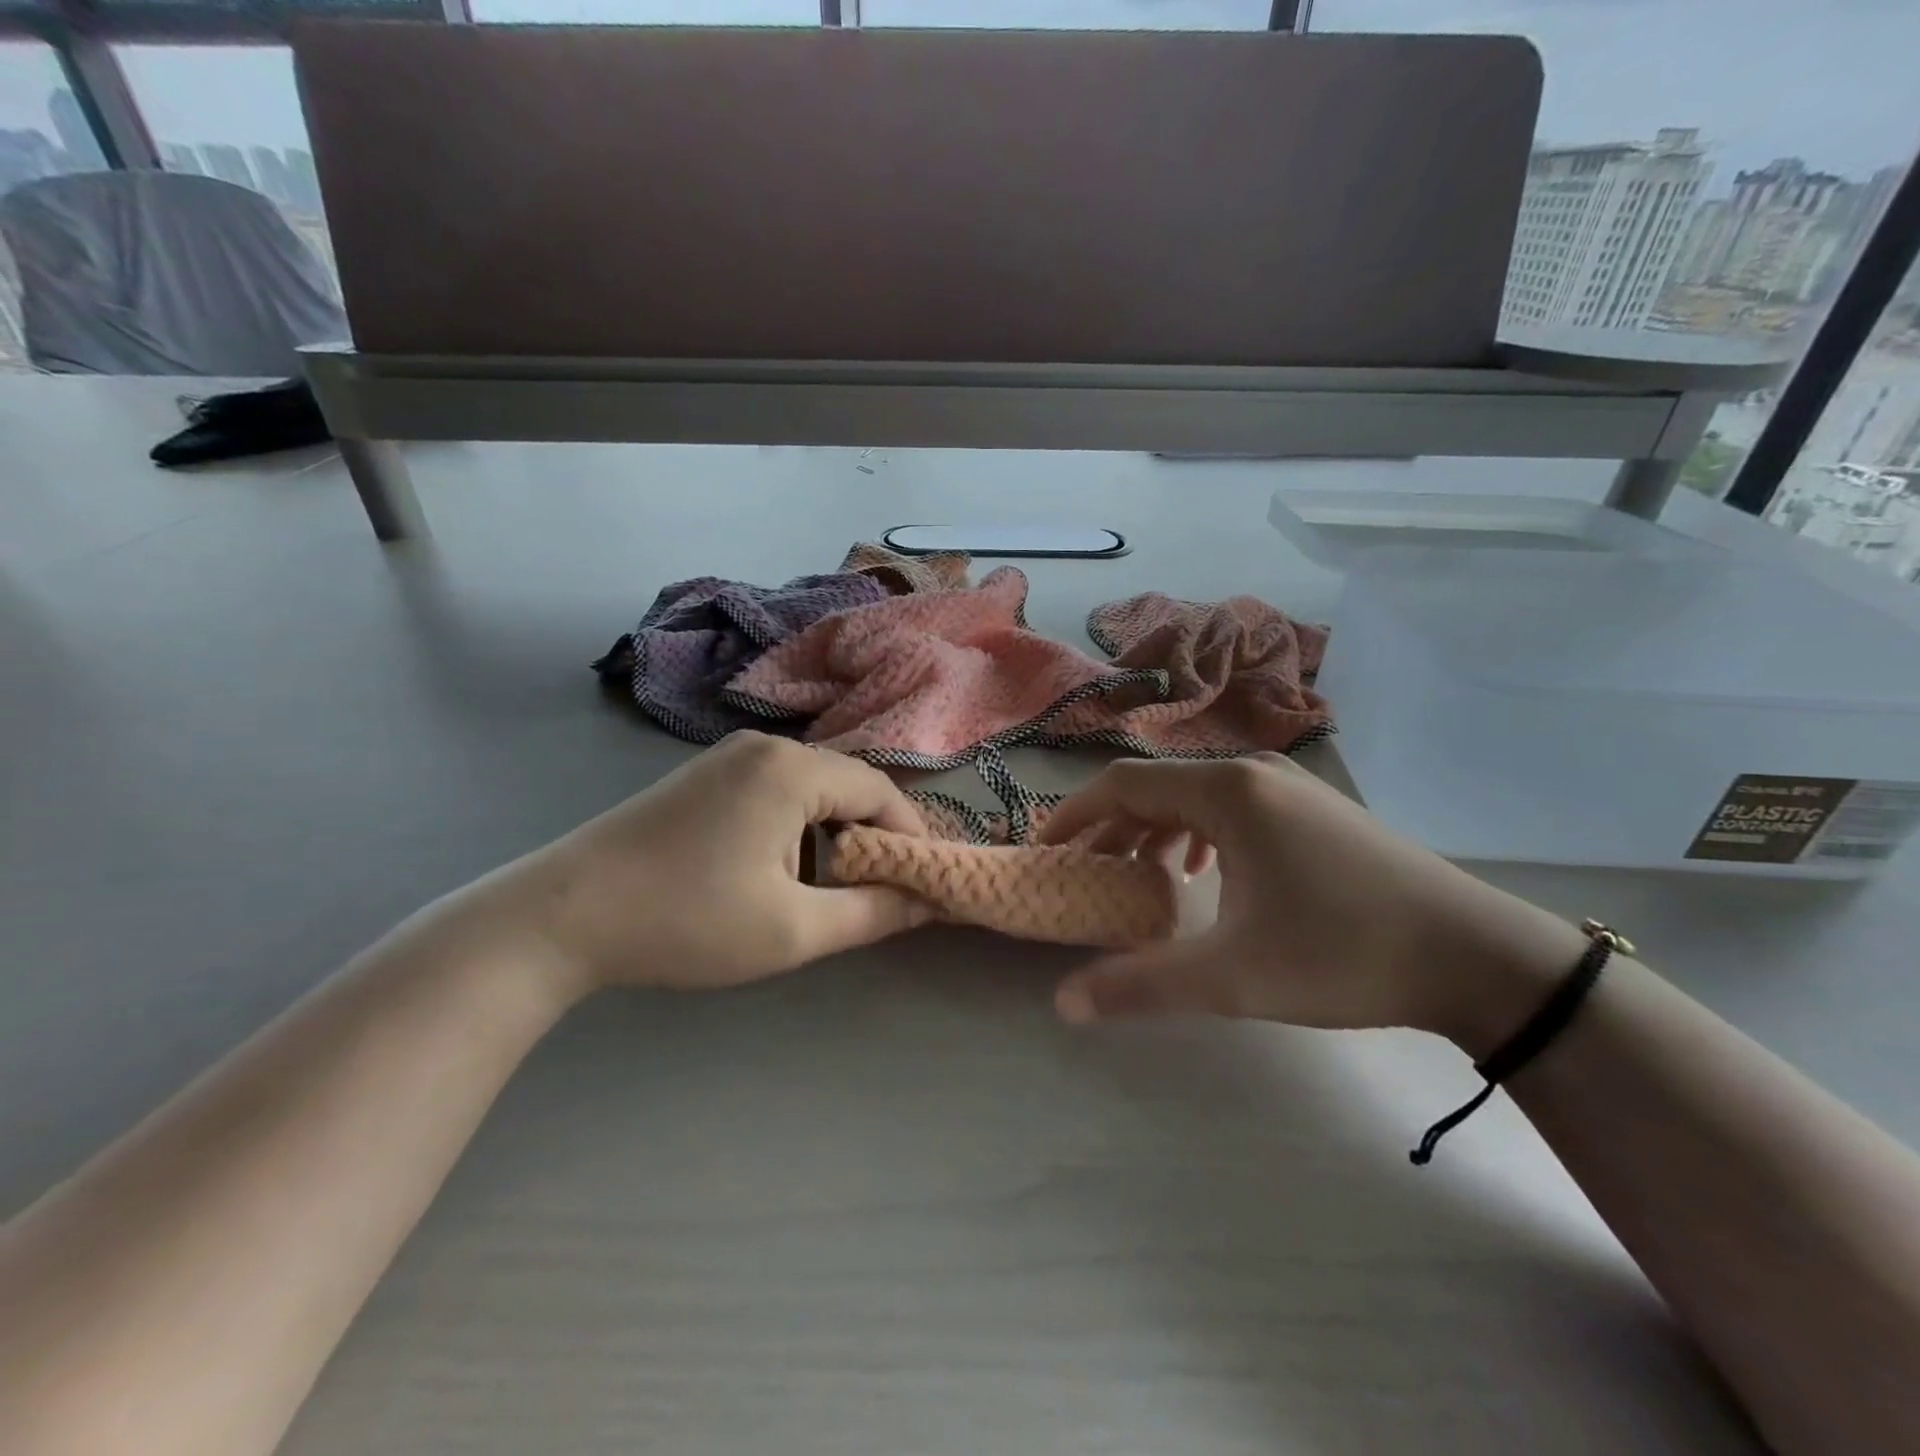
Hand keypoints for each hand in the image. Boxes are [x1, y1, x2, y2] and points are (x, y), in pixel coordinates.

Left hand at [522, 733, 931, 995]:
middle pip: (847, 784)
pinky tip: (778, 870)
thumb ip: (873, 913)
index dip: (910, 838)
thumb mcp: (792, 929)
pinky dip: (796, 826)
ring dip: (833, 834)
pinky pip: (775, 790)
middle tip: (880, 890)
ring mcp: (728, 756)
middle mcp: (765, 746)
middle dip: (872, 837)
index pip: (881, 792)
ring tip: (829, 888)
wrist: (562, 916)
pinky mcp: (704, 775)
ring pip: (812, 788)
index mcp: (791, 769)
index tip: (922, 884)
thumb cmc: (687, 920)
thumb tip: (930, 901)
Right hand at [1038, 756, 1586, 1049]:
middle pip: (1156, 786)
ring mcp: (1289, 787)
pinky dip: (1196, 831)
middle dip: (1111, 826)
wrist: (1478, 955)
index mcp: (1226, 792)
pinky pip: (1231, 805)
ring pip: (1195, 795)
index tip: (1046, 852)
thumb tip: (1064, 1003)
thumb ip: (1142, 985)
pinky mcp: (1314, 808)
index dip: (1074, 816)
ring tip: (1136, 872)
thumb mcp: (1234, 976)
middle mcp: (1252, 773)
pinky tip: (1203, 870)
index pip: (1123, 786)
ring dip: (1153, 828)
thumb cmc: (1344, 952)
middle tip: (1083, 870)